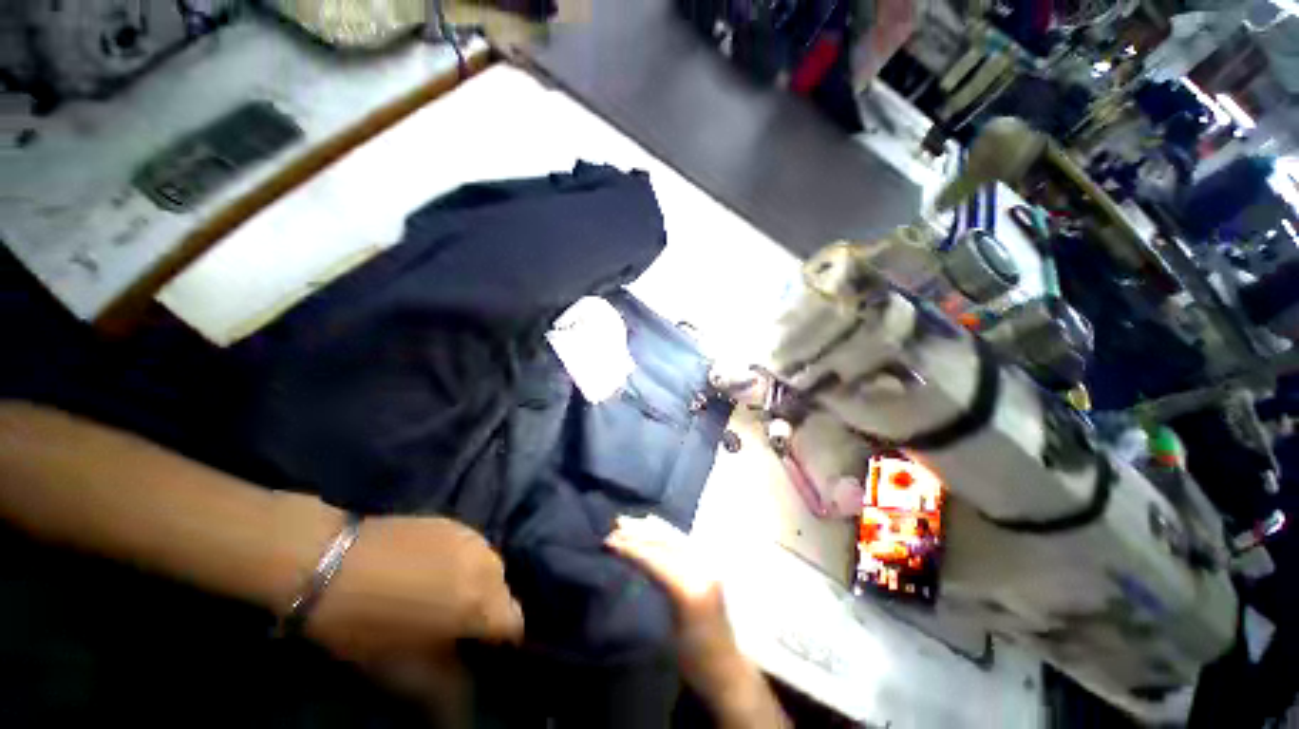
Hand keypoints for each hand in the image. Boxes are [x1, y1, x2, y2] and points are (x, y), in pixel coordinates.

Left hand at [305, 516, 523, 722]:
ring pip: (491, 567)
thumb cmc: (364, 624)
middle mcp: (486, 564)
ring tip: (443, 593)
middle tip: (453, 623)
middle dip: (486, 610)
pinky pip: (475, 547)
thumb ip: (444, 685)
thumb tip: (467, 713)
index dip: (500, 641)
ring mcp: (473, 538)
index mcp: (478, 602)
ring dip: (476, 583)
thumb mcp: (402, 667)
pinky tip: (435, 569)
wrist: (329, 564)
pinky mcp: (457, 523)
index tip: (478, 649)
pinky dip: (465, 561)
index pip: (514, 622)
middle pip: (504, 592)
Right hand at [604, 516, 751, 704]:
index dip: (632, 547)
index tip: (609, 542)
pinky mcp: (709, 563)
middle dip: (639, 532)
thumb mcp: (667, 631)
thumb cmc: (693, 657)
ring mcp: (708, 563)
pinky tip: (652, 524)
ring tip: (626, 521)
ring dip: (649, 528)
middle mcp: (703, 568)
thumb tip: (634, 558)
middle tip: (614, 526)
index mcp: (691, 589)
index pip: (656, 558)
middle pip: (666, 542)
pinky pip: (682, 540)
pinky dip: (663, 531)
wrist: (725, 666)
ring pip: (674, 537)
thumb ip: (657, 586)